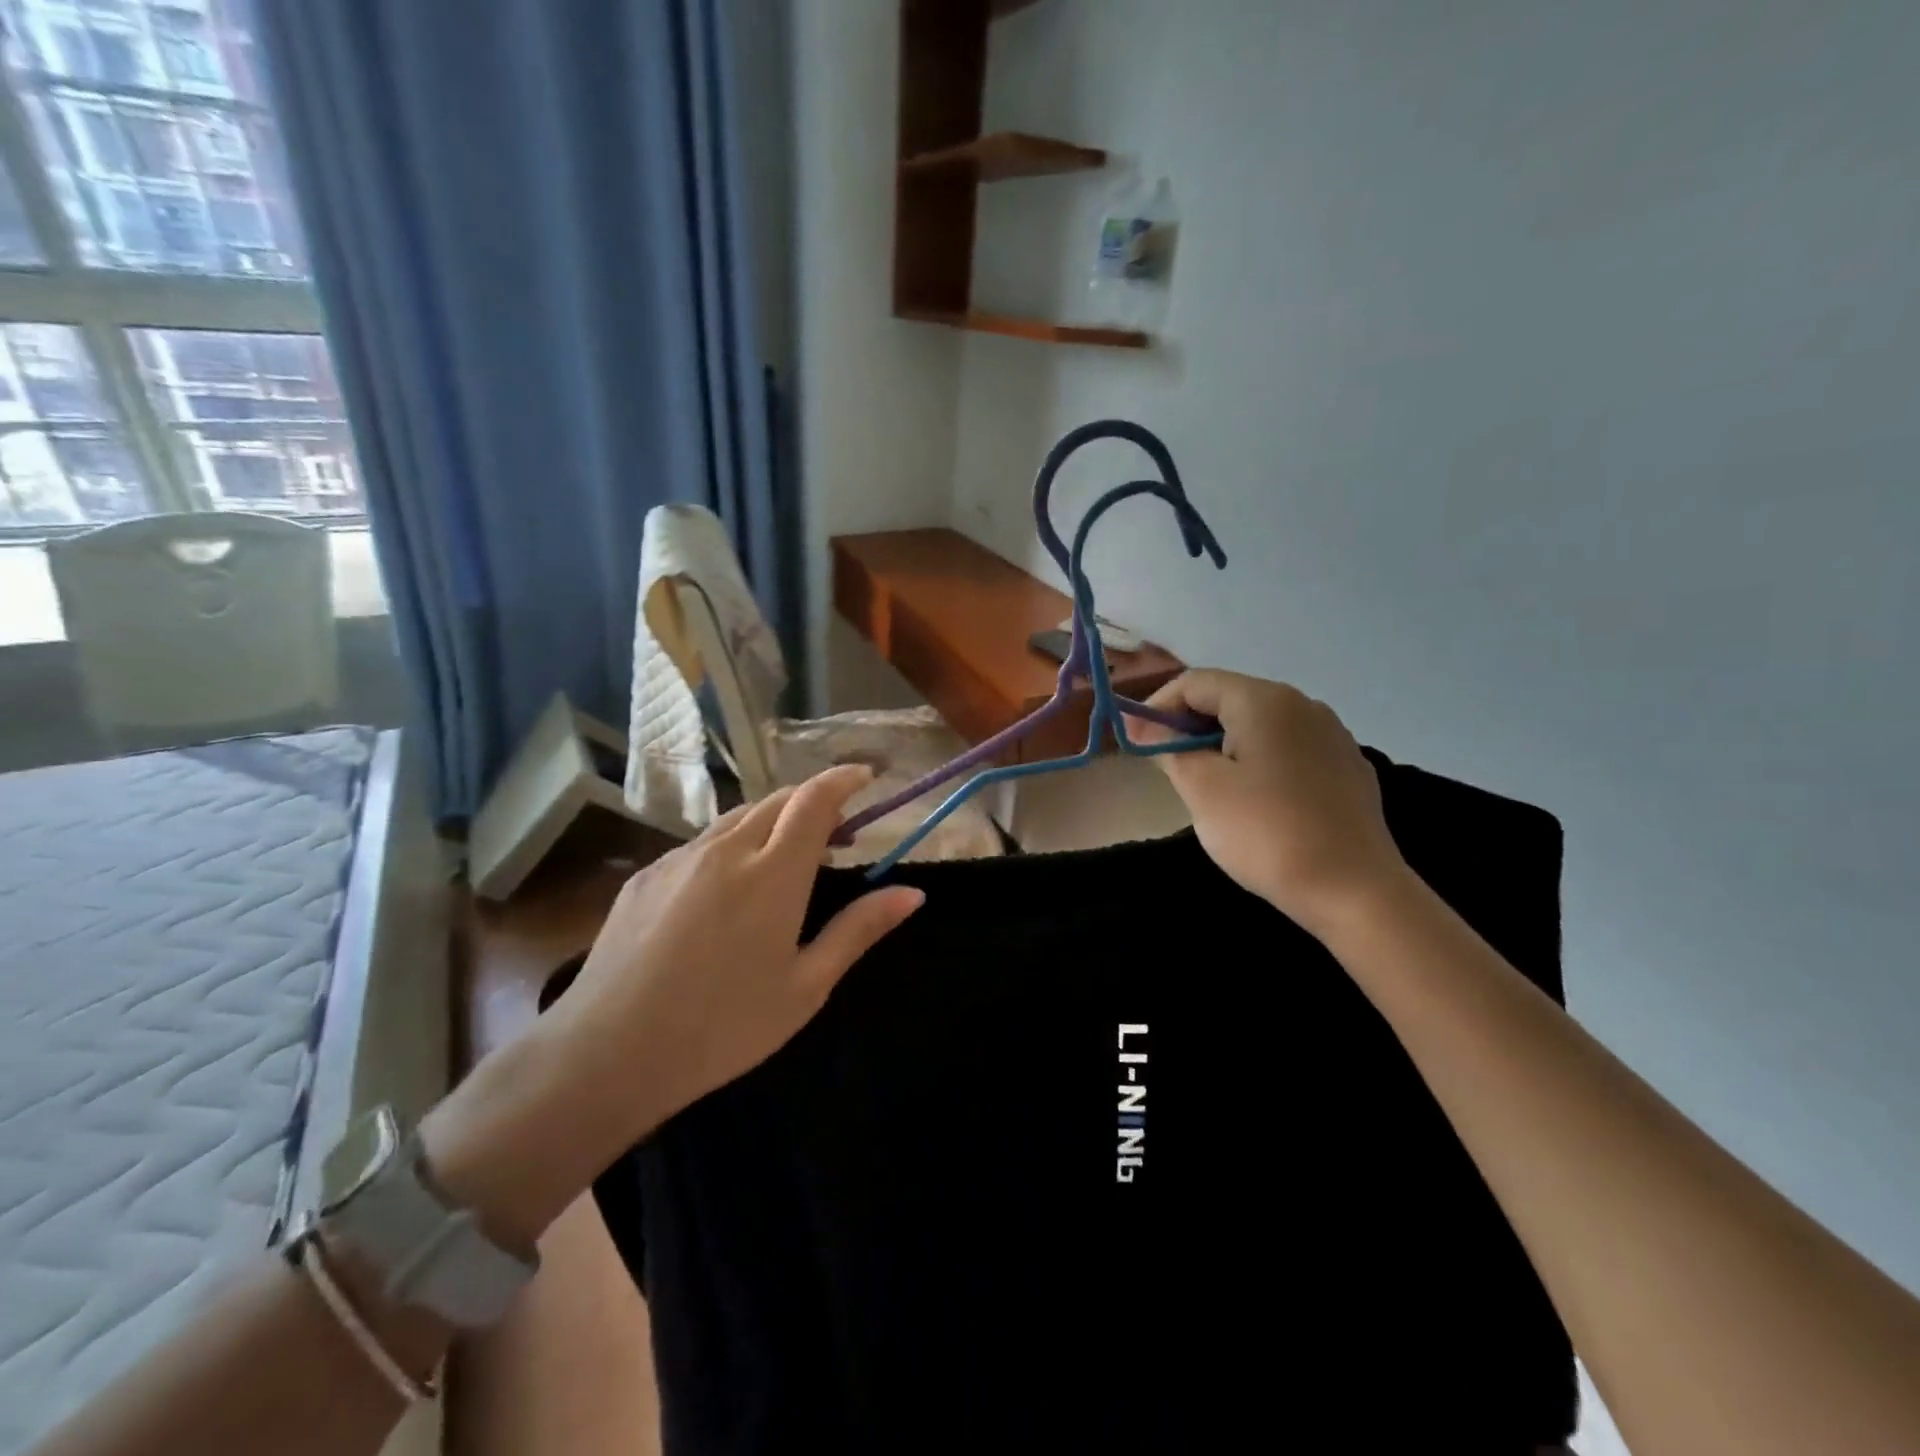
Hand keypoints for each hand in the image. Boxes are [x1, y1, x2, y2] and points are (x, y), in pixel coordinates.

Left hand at [423, 765, 922, 1247]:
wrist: (607, 1053)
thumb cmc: (723, 1026)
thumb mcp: (806, 985)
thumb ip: (859, 929)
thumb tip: (913, 893)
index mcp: (773, 872)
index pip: (815, 799)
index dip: (844, 778)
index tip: (866, 776)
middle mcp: (727, 849)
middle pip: (778, 800)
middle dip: (813, 802)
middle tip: (836, 834)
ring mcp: (680, 858)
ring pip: (738, 818)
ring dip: (773, 822)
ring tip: (785, 860)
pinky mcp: (646, 876)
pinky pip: (701, 844)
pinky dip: (732, 845)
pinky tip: (727, 891)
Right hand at [1139, 670, 1409, 935]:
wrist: (1355, 892)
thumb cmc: (1267, 833)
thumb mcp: (1203, 789)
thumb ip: (1171, 749)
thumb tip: (1148, 728)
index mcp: (1265, 700)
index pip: (1196, 682)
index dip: (1157, 707)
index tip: (1134, 742)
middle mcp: (1303, 705)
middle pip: (1229, 697)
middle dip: (1188, 724)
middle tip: (1163, 763)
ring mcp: (1331, 735)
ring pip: (1259, 724)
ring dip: (1221, 742)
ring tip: (1203, 782)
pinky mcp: (1345, 767)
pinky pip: (1287, 748)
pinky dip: (1256, 759)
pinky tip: (1253, 798)